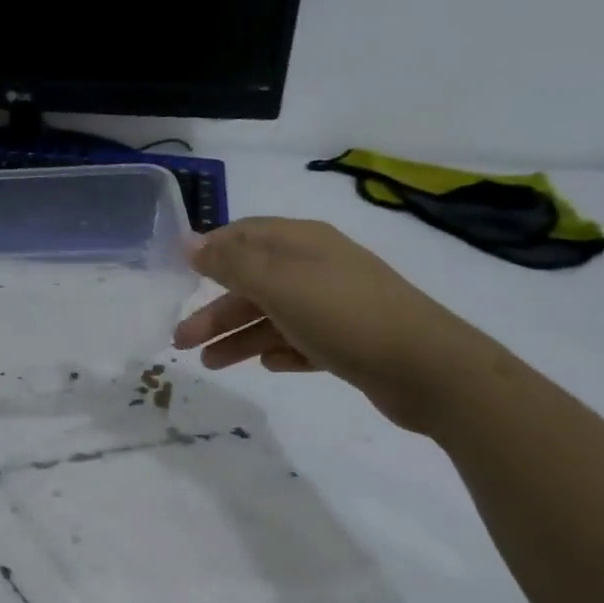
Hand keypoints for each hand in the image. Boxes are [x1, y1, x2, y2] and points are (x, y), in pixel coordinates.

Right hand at [173, 218, 493, 433]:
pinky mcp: (347, 341)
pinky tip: (267, 365)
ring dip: (239, 337)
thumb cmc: (343, 316)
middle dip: (215, 310)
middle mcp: (317, 268)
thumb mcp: (279, 283)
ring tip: (211, 364)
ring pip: (273, 316)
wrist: (425, 368)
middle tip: (181, 341)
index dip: (210, 252)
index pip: (246, 235)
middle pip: (253, 283)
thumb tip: (189, 241)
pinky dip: (279, 350)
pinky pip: (300, 341)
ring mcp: (334, 305)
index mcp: (302, 243)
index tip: (177, 277)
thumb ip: (231, 263)